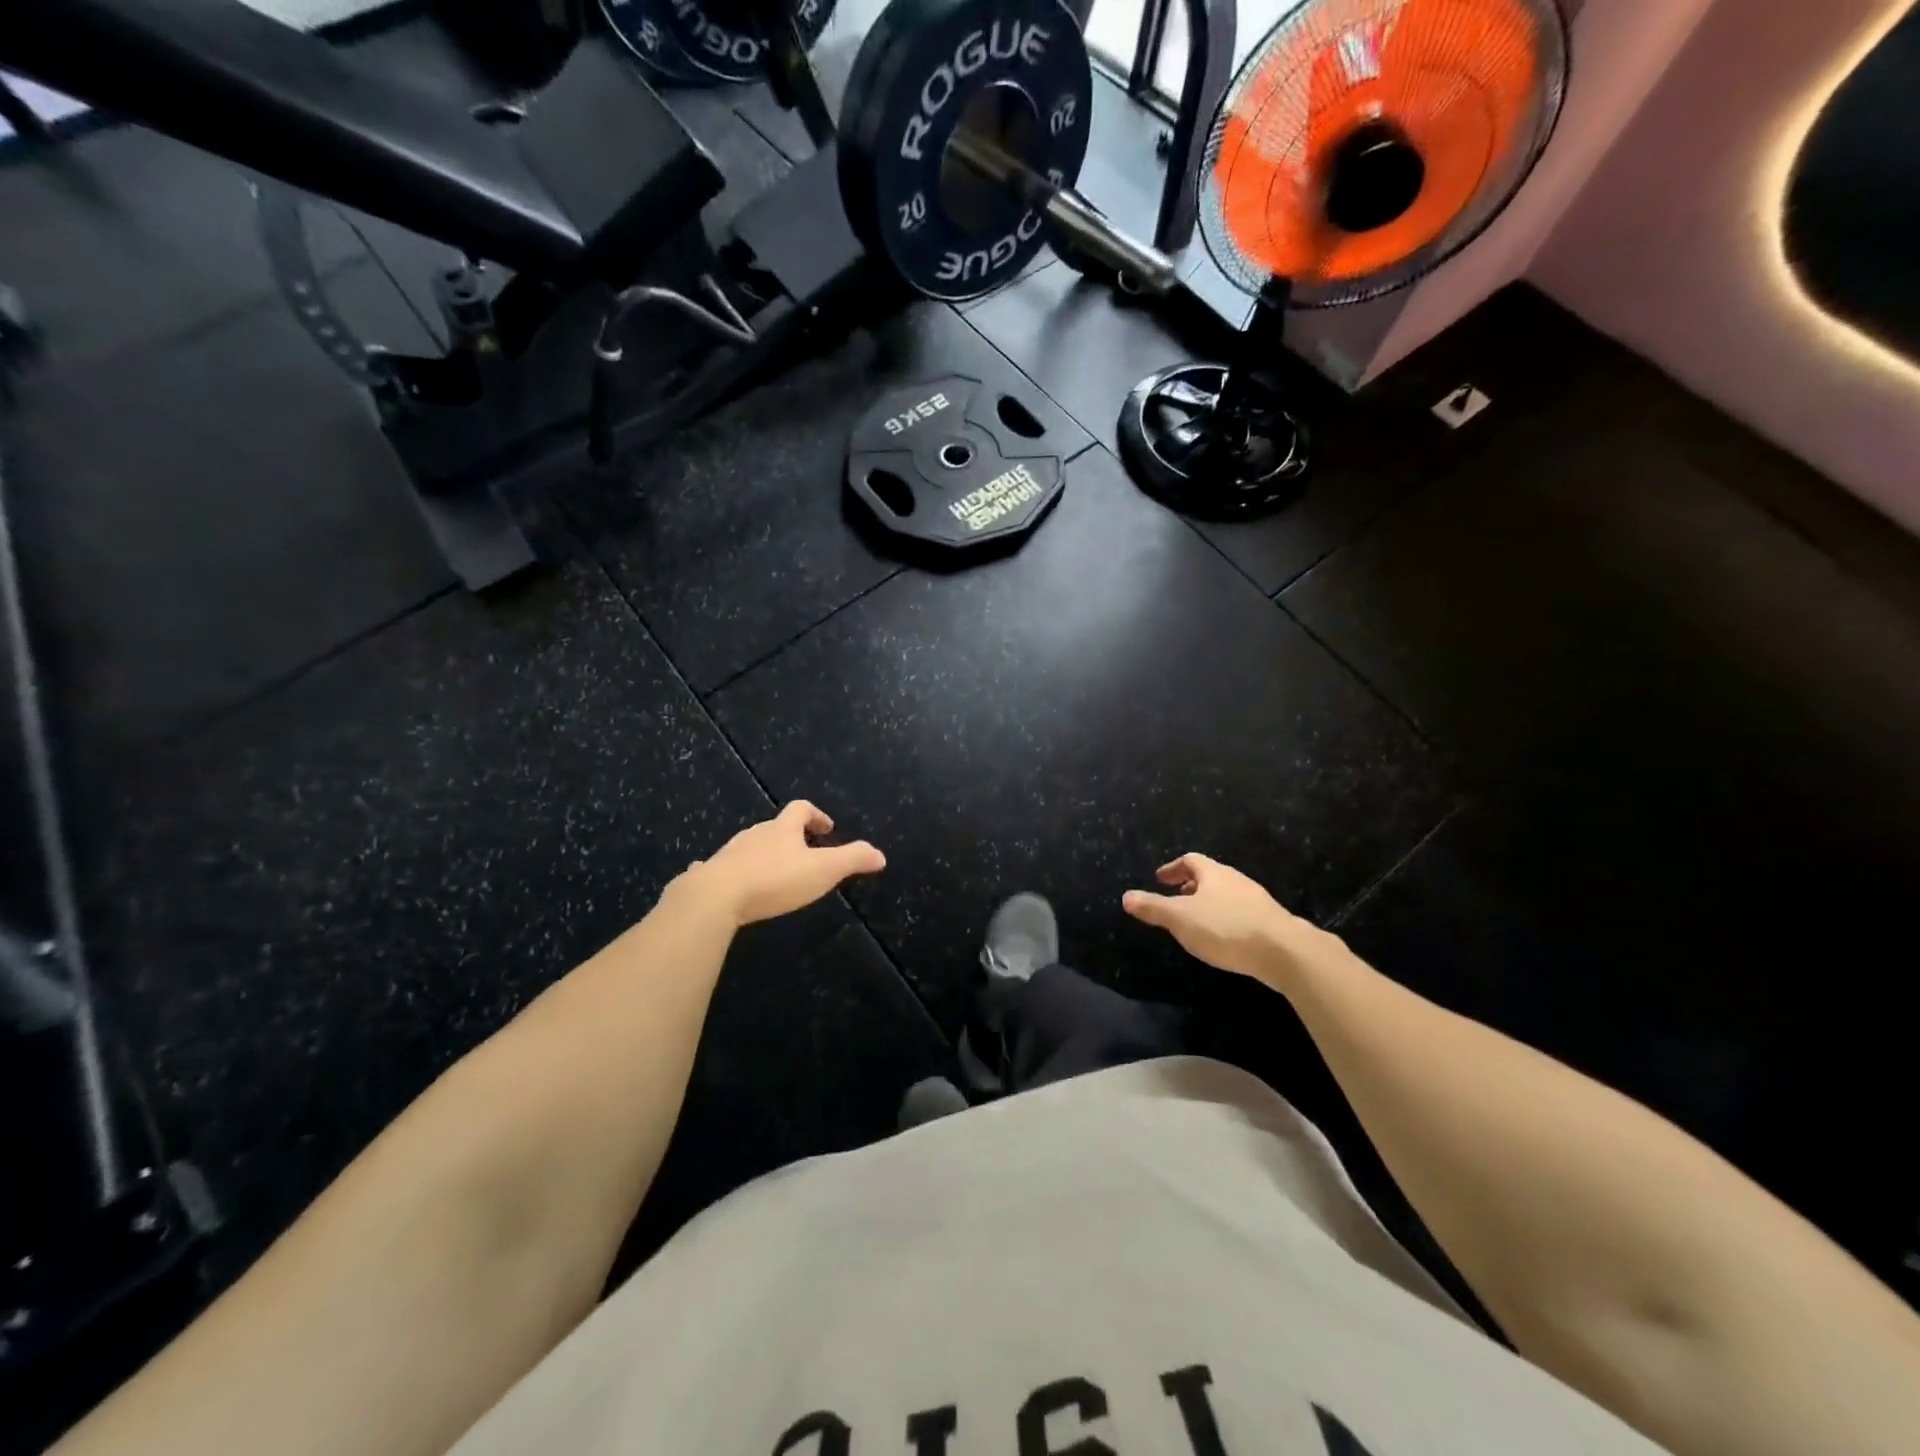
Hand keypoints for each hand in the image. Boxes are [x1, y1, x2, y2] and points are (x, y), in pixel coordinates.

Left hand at [685, 802, 885, 927]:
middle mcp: (755, 834)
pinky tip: (728, 885)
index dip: (816, 815)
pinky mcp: (709, 874)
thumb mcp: (823, 870)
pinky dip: (729, 870)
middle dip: (790, 836)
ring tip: (774, 872)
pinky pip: (720, 867)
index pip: (801, 809)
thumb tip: (880, 854)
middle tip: (804, 853)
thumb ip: (853, 859)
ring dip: (764, 853)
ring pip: (750, 845)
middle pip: (775, 826)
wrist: (716, 896)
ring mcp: (729, 852)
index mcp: (783, 829)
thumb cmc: (775, 880)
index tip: (827, 828)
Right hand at [1122, 854, 1303, 984]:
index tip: (1160, 879)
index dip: (1173, 868)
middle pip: (1210, 876)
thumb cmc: (1225, 928)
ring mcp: (1256, 900)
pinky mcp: (1270, 922)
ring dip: (1209, 903)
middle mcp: (1236, 880)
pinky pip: (1241, 913)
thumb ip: (1153, 907)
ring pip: (1226, 895)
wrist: (1284, 951)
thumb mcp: (1180, 919)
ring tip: (1197, 921)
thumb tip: (1126, 896)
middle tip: (1175, 899)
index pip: (1190, 860)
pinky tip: (1223, 938)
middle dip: (1190, 886)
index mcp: (1213, 873)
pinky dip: (1226, 919)